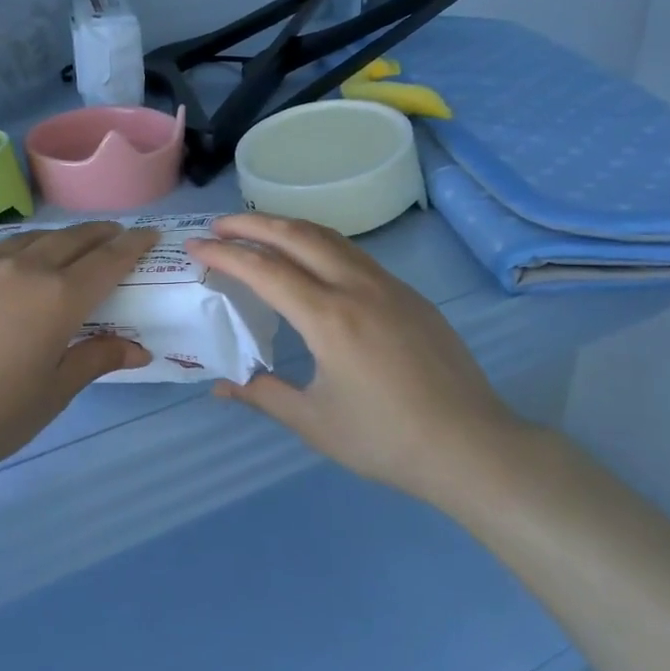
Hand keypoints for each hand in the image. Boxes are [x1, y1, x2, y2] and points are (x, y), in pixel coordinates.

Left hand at [0, 222, 158, 515]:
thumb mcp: (54, 392)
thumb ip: (96, 359)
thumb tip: (138, 348)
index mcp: (57, 298)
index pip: (107, 260)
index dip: (132, 245)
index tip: (148, 234)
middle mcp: (22, 269)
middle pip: (70, 239)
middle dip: (98, 233)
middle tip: (114, 234)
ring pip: (27, 239)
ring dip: (55, 238)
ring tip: (65, 245)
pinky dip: (12, 256)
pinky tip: (7, 274)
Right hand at [186, 213, 518, 499]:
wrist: (472, 446)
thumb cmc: (386, 440)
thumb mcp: (314, 423)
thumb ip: (264, 396)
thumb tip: (220, 386)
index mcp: (328, 318)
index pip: (264, 270)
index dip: (225, 255)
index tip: (196, 246)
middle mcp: (356, 288)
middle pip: (296, 235)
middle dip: (252, 224)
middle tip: (220, 225)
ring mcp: (388, 286)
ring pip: (329, 237)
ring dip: (288, 227)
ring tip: (258, 231)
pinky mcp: (409, 295)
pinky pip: (354, 254)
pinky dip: (319, 243)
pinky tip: (311, 260)